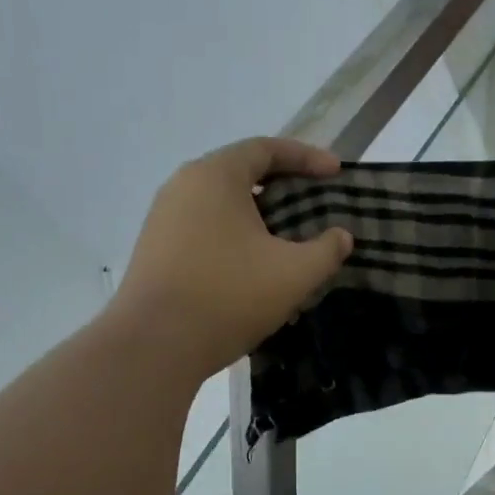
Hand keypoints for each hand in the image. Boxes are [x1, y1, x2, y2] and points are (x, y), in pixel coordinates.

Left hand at [108, 138, 353, 381]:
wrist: (154, 345)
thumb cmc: (229, 296)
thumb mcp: (294, 273)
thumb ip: (327, 250)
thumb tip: (341, 237)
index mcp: (215, 175)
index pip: (266, 149)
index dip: (306, 157)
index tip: (336, 173)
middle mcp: (183, 185)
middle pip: (241, 172)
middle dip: (282, 186)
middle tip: (313, 203)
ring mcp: (163, 218)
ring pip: (221, 204)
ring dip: (257, 216)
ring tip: (287, 239)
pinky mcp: (155, 249)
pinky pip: (204, 229)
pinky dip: (234, 236)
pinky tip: (252, 267)